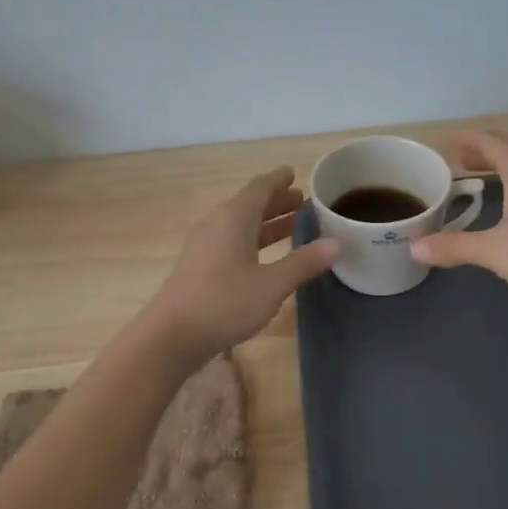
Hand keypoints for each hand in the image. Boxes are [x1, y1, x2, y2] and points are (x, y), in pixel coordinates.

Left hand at [143, 167, 340, 362]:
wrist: (171, 336)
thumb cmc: (225, 302)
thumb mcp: (272, 284)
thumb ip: (303, 263)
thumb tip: (336, 244)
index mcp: (234, 217)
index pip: (260, 187)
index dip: (279, 179)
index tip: (295, 172)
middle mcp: (217, 223)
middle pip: (250, 204)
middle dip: (277, 201)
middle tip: (303, 201)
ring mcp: (206, 245)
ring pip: (241, 224)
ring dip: (266, 222)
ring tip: (293, 224)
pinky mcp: (200, 266)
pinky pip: (232, 241)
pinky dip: (254, 239)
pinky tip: (266, 255)